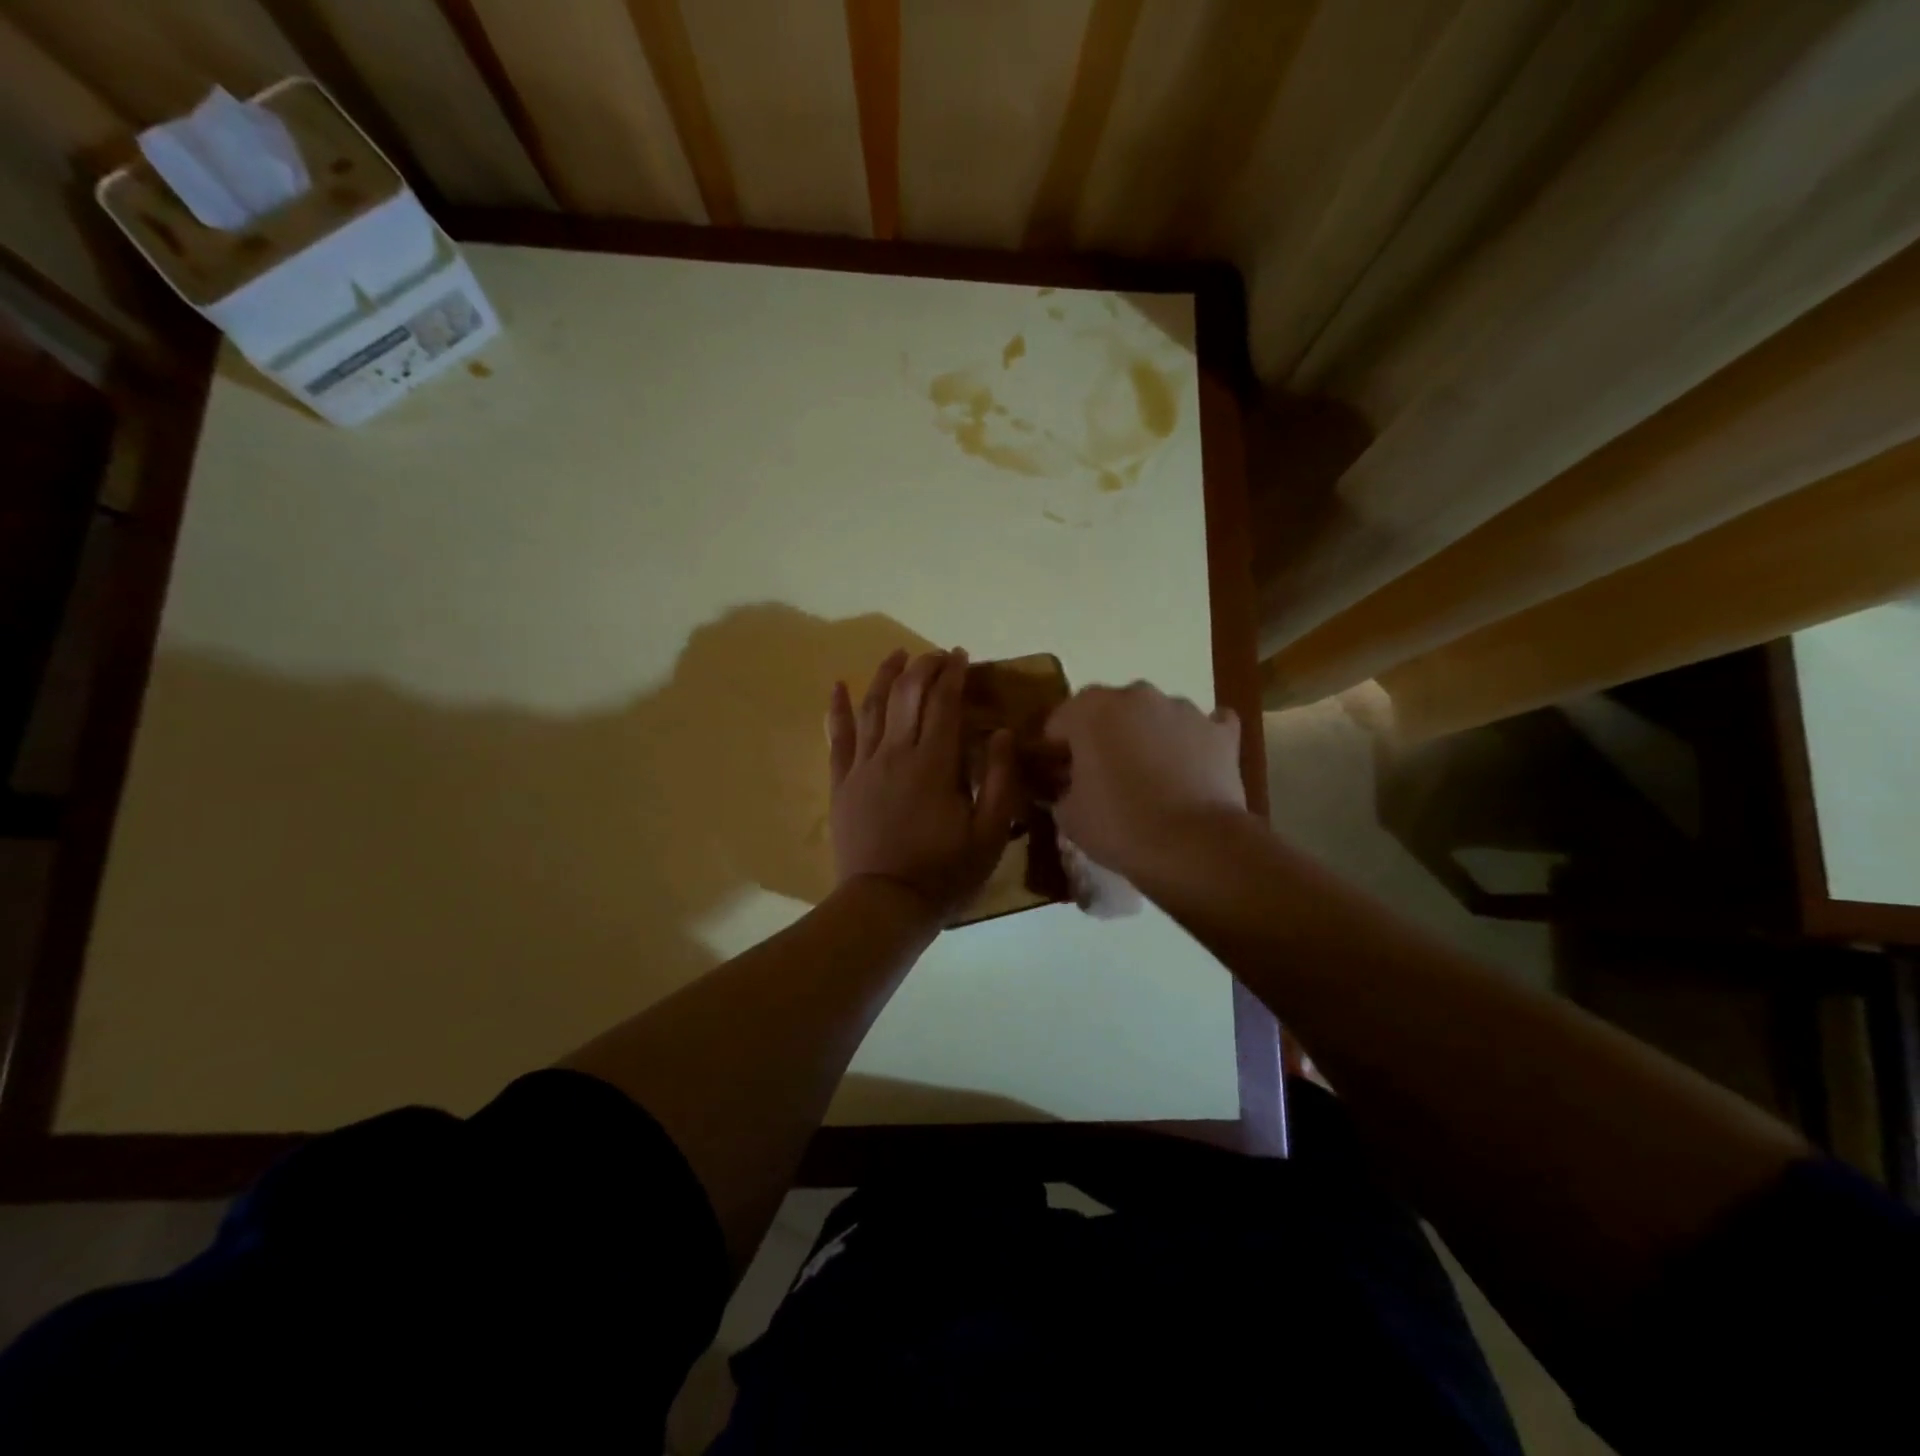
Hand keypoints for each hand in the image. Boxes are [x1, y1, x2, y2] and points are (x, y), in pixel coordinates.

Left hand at [828, 648, 1020, 919]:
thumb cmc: (944, 872)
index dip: (953, 674)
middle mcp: (895, 754)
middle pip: (907, 695)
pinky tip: (837, 685)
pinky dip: (836, 709)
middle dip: (923, 667)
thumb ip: (1001, 780)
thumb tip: (1003, 732)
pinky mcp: (842, 783)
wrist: (884, 904)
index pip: (943, 704)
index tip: (961, 656)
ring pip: (872, 707)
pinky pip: (837, 737)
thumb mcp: (990, 833)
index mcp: (934, 764)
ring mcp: (863, 766)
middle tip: (936, 655)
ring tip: (897, 654)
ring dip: (885, 676)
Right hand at [1043, 682, 1245, 878]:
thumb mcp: (1068, 815)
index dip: (1055, 751)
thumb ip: (1061, 790)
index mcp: (1090, 709)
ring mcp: (1183, 709)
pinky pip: (1203, 726)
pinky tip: (1191, 765)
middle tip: (1102, 779)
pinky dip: (1194, 741)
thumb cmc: (1119, 825)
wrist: (1193, 845)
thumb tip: (1068, 787)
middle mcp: (1136, 695)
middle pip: (1108, 712)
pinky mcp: (1220, 731)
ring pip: (1154, 716)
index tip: (1057, 778)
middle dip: (1102, 738)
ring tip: (1150, 779)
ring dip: (1146, 737)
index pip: (1059, 722)